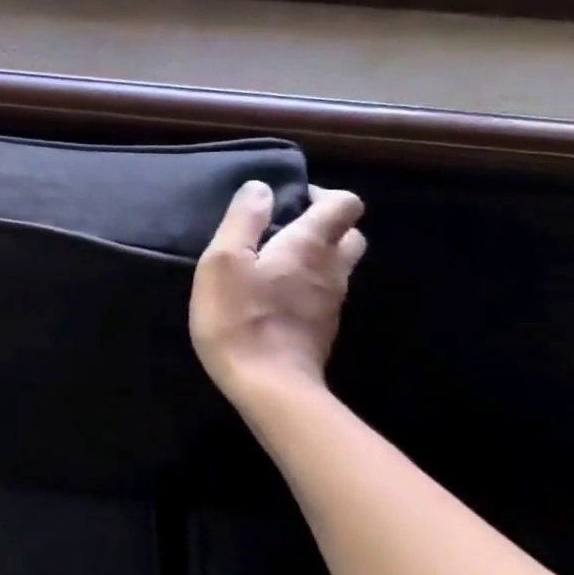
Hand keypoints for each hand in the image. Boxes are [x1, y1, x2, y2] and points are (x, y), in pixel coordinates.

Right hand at [190, 181, 365, 407]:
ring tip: (271, 261)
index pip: (344, 204)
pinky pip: (324, 291)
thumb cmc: (238, 316)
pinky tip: (272, 295)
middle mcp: (332, 269)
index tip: (288, 200)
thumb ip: (244, 220)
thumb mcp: (223, 260)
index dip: (322, 194)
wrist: (269, 386)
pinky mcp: (323, 327)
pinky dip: (306, 283)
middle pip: (350, 234)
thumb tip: (261, 188)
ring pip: (338, 265)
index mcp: (310, 246)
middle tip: (282, 229)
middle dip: (323, 224)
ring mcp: (332, 301)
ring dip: (314, 255)